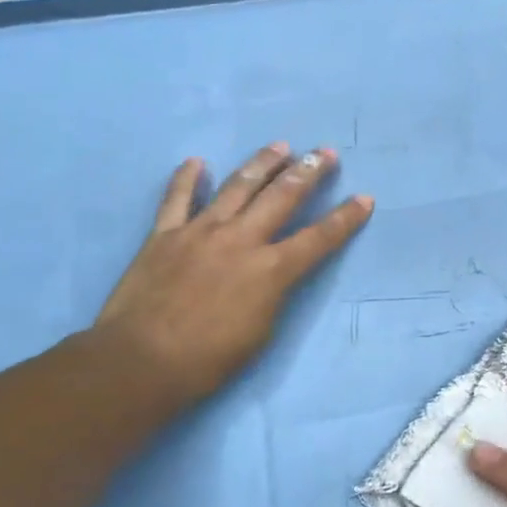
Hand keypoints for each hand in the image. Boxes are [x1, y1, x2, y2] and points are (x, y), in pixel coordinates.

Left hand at [94, 142, 371, 407]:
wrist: (141, 362)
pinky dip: (186, 179)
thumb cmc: (209, 359)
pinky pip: (177, 199)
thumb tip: (273, 272)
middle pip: (282, 197)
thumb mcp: (262, 331)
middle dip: (309, 172)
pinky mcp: (165, 235)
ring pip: (238, 187)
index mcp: (271, 270)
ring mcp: (200, 232)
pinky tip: (197, 162)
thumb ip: (274, 292)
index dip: (345, 218)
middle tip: (325, 152)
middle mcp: (241, 240)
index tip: (364, 198)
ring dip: (262, 163)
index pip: (319, 238)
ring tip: (280, 145)